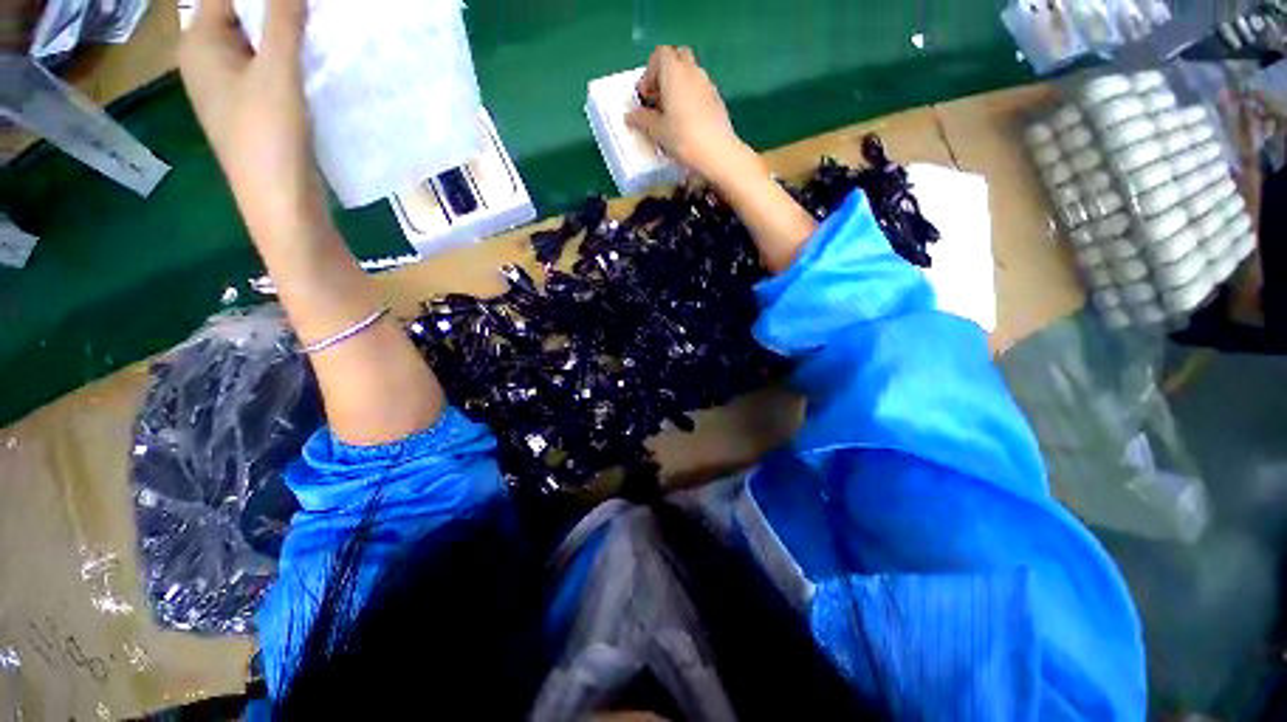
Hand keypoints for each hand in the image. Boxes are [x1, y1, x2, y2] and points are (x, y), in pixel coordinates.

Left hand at [178, 0, 323, 239]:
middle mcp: (209, 59)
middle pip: (241, 14)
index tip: (299, 0)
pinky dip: (291, 58)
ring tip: (321, 27)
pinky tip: (317, 59)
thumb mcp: (276, 71)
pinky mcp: (255, 107)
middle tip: (313, 10)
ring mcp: (232, 85)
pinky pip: (270, 67)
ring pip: (259, 42)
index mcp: (200, 44)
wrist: (281, 201)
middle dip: (277, 8)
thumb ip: (282, 21)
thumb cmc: (267, 135)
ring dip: (288, 32)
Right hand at [626, 46, 752, 181]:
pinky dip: (690, 96)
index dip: (649, 73)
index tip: (646, 97)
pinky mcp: (716, 98)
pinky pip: (699, 88)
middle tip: (658, 99)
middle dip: (665, 74)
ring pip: (689, 73)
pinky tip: (686, 121)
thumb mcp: (657, 131)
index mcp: (674, 71)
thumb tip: (630, 115)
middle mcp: (692, 70)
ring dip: (677, 86)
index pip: (659, 55)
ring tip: (671, 114)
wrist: (717, 152)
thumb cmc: (683, 137)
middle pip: (676, 58)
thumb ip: (642, 119)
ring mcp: (707, 83)